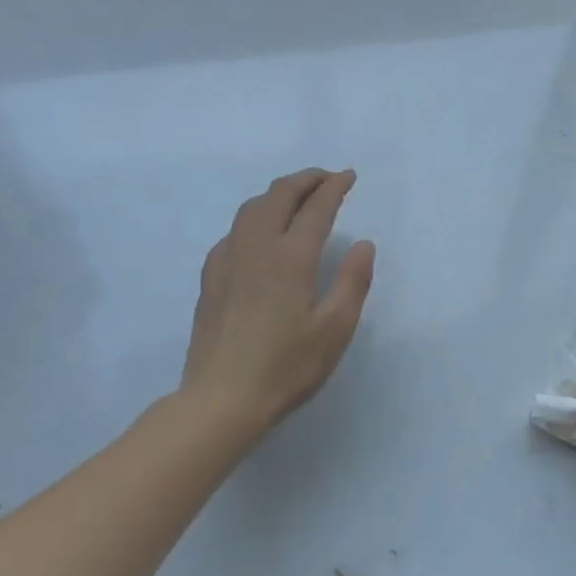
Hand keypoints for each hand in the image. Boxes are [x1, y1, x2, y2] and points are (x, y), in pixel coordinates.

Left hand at [178, 168, 375, 436]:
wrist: (222, 398)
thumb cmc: (287, 367)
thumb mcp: (335, 329)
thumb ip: (353, 282)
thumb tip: (363, 244)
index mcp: (291, 259)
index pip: (316, 208)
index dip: (334, 187)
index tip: (349, 177)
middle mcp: (257, 248)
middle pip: (278, 196)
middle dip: (305, 180)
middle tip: (327, 179)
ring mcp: (228, 261)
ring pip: (251, 208)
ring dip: (278, 193)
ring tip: (298, 197)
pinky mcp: (212, 278)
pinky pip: (235, 230)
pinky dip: (255, 216)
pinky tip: (261, 233)